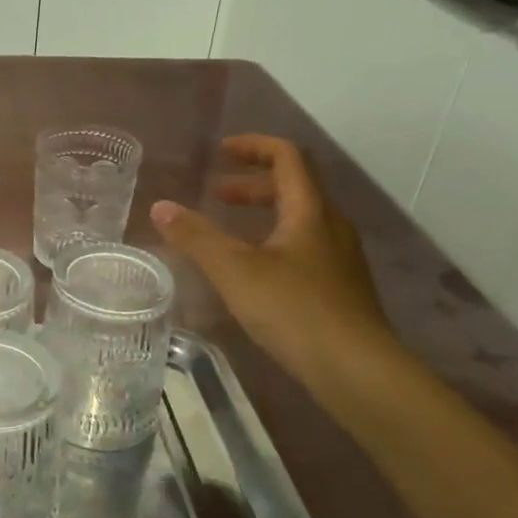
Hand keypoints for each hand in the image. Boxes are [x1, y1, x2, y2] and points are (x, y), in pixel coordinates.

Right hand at [151, 135, 396, 387]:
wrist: (357, 370)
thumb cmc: (294, 310)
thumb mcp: (234, 270)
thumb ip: (196, 237)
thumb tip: (161, 206)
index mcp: (310, 211)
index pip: (288, 157)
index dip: (254, 147)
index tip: (222, 151)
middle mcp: (331, 227)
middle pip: (294, 188)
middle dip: (252, 185)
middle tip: (216, 196)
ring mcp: (340, 259)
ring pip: (299, 221)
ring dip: (263, 215)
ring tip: (229, 234)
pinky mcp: (340, 289)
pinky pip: (304, 248)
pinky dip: (273, 244)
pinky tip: (253, 274)